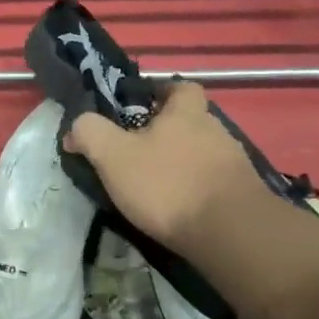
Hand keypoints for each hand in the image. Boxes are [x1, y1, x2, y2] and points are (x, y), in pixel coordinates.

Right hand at [63, 82, 268, 256]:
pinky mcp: (242, 193)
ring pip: (201, 153)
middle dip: (166, 134)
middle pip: (189, 121)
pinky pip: (212, 181)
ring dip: (181, 163)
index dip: (160, 93)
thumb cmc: (167, 184)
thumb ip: (90, 132)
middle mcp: (215, 129)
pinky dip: (195, 189)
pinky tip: (179, 207)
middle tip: (137, 153)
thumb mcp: (114, 156)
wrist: (229, 231)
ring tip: (156, 186)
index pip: (180, 87)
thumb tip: (76, 126)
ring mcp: (233, 162)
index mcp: (186, 112)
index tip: (138, 109)